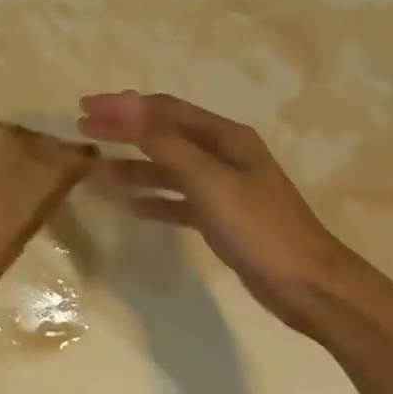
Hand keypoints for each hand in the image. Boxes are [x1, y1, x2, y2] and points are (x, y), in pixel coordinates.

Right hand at [78, 91, 369, 335]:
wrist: (310, 287)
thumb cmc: (259, 227)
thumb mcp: (210, 181)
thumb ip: (166, 145)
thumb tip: (126, 108)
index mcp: (225, 137)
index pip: (163, 110)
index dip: (123, 106)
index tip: (85, 108)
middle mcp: (222, 154)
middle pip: (163, 134)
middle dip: (122, 130)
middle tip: (83, 130)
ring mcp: (222, 187)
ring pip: (167, 168)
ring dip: (132, 167)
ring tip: (95, 172)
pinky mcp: (220, 217)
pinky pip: (177, 200)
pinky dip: (153, 199)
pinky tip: (131, 206)